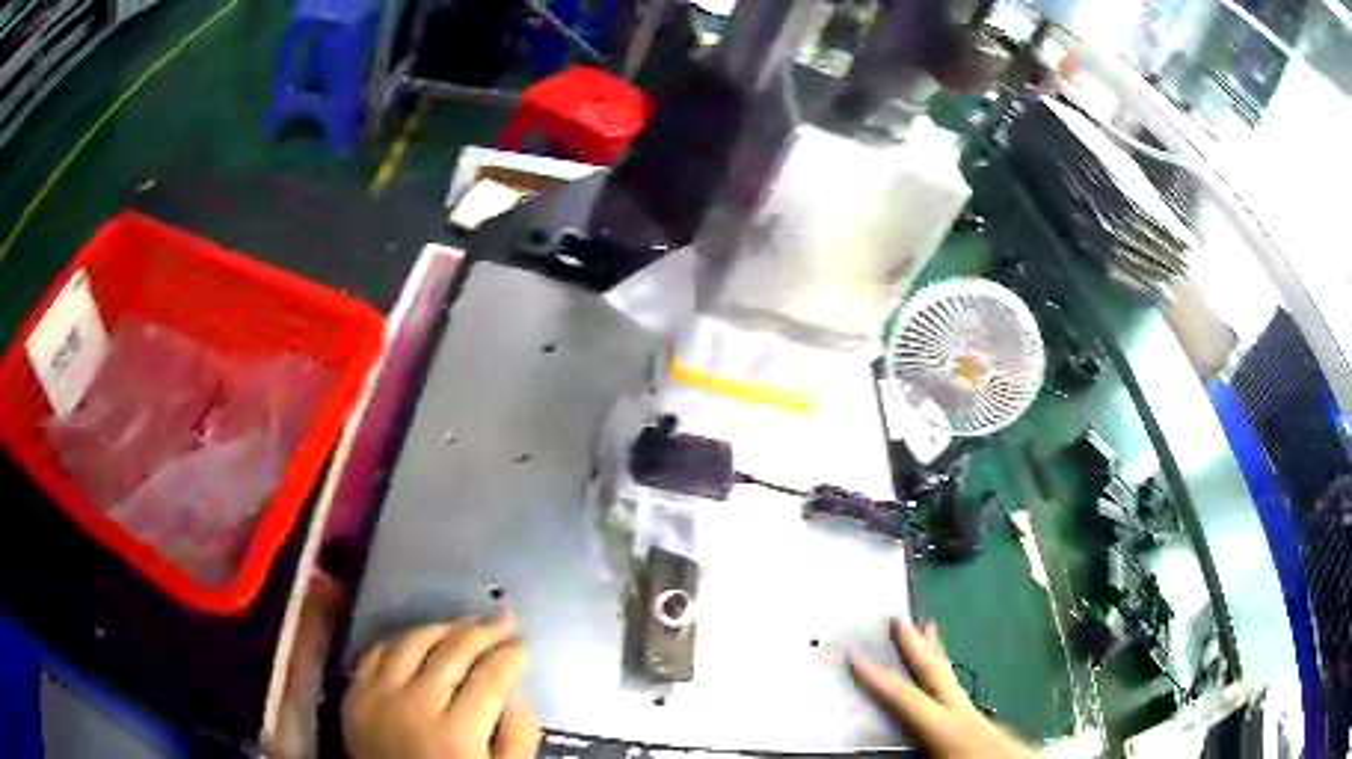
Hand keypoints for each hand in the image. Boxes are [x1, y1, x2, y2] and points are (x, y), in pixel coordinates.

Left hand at [343, 613, 540, 758]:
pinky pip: (376, 651)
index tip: (524, 643)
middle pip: (453, 651)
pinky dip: (400, 640)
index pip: (492, 675)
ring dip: (443, 628)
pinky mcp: (354, 694)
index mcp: (457, 733)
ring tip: (464, 625)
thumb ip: (518, 737)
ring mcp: (378, 696)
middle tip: (503, 620)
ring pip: (412, 642)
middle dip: (485, 631)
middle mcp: (415, 705)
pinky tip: (419, 640)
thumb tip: (517, 691)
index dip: (513, 653)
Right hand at [851, 619, 1031, 757]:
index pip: (906, 699)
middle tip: (899, 618)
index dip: (878, 680)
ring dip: (936, 654)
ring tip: (929, 627)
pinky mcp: (985, 724)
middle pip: (936, 673)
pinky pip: (958, 692)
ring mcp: (977, 715)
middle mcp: (962, 714)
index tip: (855, 657)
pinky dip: (947, 675)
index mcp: (946, 727)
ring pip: (951, 678)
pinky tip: (946, 684)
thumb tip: (878, 748)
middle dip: (916, 646)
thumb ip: (911, 753)